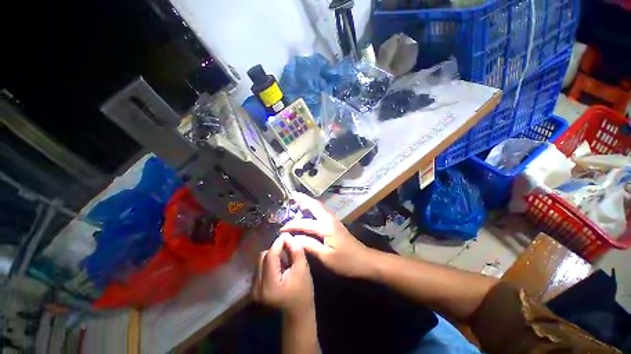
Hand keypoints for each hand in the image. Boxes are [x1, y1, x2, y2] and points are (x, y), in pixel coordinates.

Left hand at [252, 233, 313, 317]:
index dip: (278, 243)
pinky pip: (261, 266)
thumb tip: (286, 235)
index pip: (270, 256)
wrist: (297, 312)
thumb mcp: (302, 268)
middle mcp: (257, 287)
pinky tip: (280, 266)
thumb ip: (295, 250)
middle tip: (288, 248)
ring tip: (285, 258)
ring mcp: (254, 289)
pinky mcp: (255, 287)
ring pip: (261, 260)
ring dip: (273, 255)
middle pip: (263, 257)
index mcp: (269, 285)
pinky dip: (270, 262)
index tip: (287, 235)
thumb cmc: (303, 291)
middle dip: (275, 249)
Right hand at [280, 193, 375, 277]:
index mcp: (326, 227)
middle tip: (292, 196)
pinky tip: (310, 211)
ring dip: (308, 202)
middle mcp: (329, 219)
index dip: (292, 225)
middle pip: (314, 205)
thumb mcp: (326, 257)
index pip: (304, 223)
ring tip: (298, 201)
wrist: (365, 260)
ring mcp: (333, 220)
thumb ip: (309, 245)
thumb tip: (293, 238)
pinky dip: (314, 208)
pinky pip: (322, 211)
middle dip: (303, 199)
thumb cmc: (346, 261)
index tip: (281, 229)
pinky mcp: (335, 223)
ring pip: (319, 207)